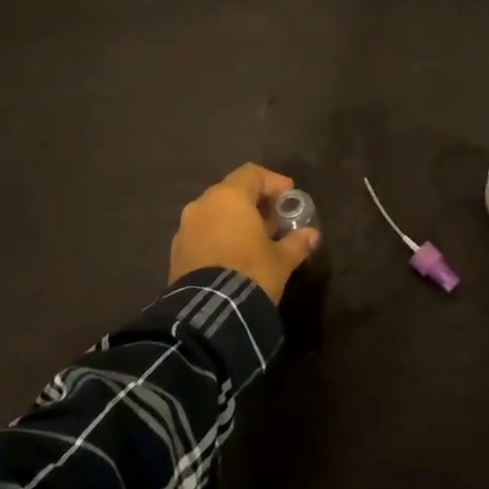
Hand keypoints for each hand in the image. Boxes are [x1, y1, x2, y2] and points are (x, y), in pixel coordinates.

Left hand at [169, 164, 320, 303]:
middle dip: (254, 202)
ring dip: (234, 220)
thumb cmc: (251, 273)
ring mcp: (185, 228)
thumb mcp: (282, 260)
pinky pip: (202, 233)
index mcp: (229, 197)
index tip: (289, 197)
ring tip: (253, 240)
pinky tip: (233, 256)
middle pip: (231, 191)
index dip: (273, 182)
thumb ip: (297, 243)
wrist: (209, 314)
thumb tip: (312, 235)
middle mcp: (203, 205)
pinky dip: (218, 236)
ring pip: (214, 213)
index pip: (252, 173)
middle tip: (273, 219)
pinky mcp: (176, 251)